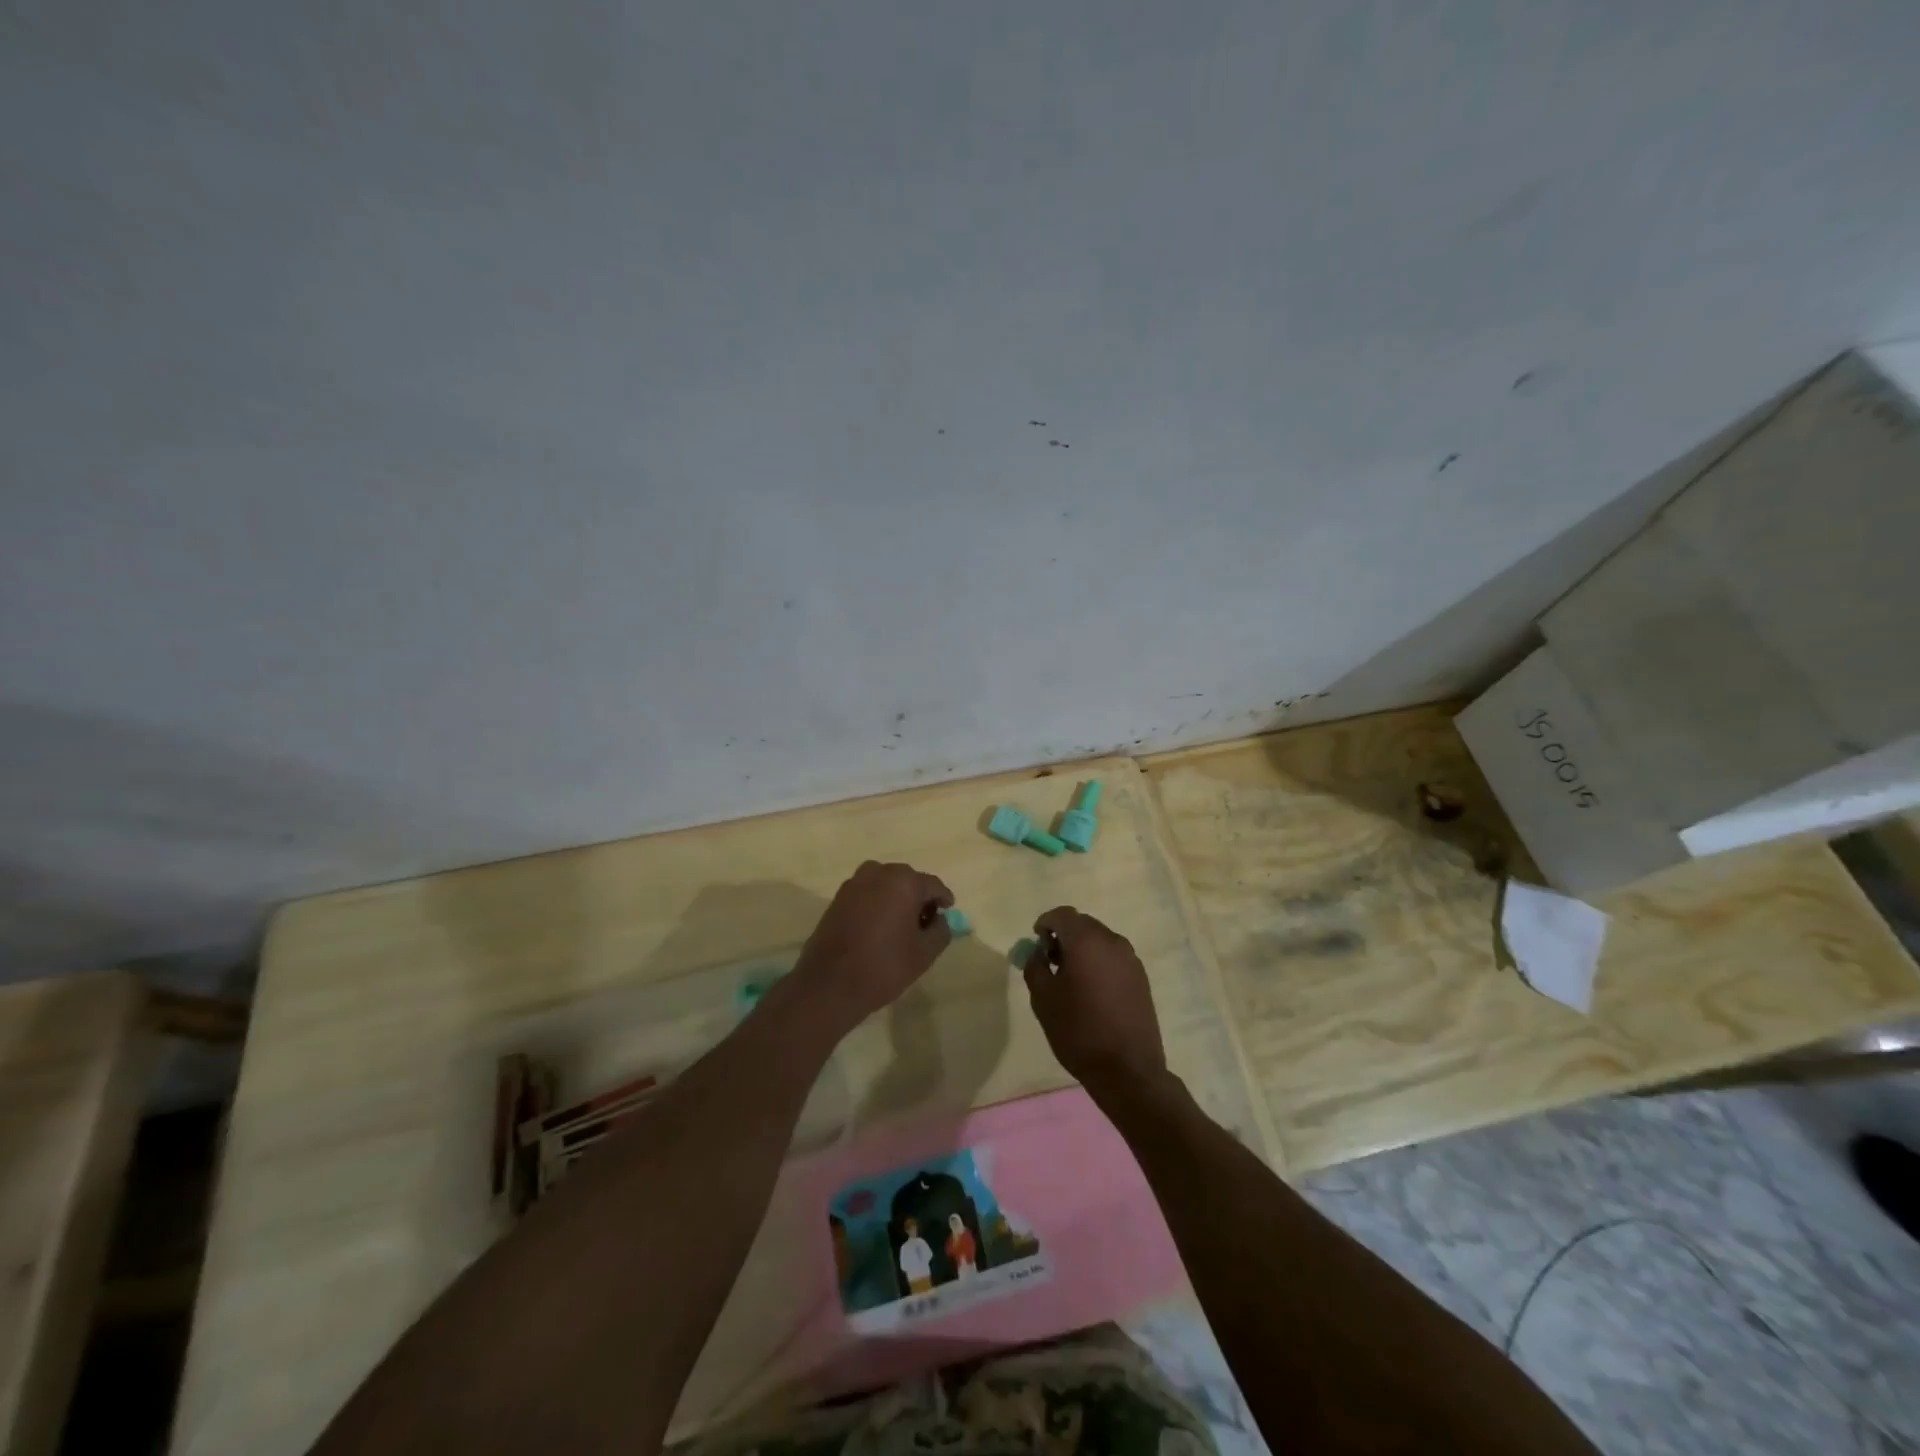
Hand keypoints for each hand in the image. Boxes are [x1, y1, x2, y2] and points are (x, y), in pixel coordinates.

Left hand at [790, 861, 953, 1034]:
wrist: (829, 984)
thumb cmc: (884, 966)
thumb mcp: (924, 953)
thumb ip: (941, 931)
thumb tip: (938, 919)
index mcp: (904, 882)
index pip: (932, 885)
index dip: (943, 898)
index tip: (948, 911)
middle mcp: (878, 873)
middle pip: (907, 880)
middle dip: (918, 897)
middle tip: (925, 921)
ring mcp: (854, 884)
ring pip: (885, 885)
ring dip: (896, 898)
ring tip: (901, 925)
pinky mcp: (837, 899)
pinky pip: (866, 894)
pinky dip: (877, 904)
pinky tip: (879, 927)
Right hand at [1022, 907, 1167, 1096]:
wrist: (1127, 1069)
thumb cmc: (1078, 1031)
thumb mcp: (1043, 999)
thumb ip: (1035, 966)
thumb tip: (1039, 952)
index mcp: (1086, 941)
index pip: (1062, 915)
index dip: (1046, 923)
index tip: (1036, 941)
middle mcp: (1112, 942)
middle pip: (1083, 924)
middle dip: (1064, 935)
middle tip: (1050, 960)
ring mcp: (1131, 959)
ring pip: (1100, 940)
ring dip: (1082, 949)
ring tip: (1070, 977)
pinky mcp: (1141, 977)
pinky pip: (1114, 957)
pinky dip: (1099, 962)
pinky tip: (1092, 989)